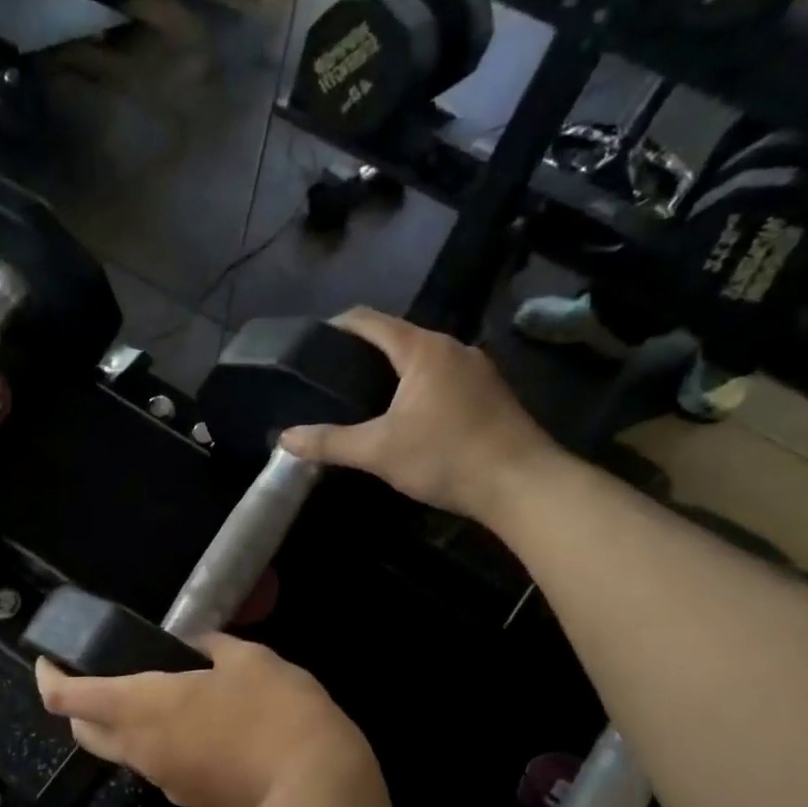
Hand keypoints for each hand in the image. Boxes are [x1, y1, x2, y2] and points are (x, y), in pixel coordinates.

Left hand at [34, 637, 376, 806]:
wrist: (318, 792)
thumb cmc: (274, 712)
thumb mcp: (248, 660)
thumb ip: (213, 647)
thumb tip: (197, 644)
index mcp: (141, 707)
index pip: (69, 699)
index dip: (49, 678)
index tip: (49, 662)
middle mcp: (141, 750)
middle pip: (86, 732)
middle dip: (80, 707)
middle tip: (100, 677)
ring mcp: (166, 782)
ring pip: (123, 753)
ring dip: (123, 726)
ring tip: (161, 696)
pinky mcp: (193, 802)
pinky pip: (160, 768)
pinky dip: (160, 745)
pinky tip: (199, 727)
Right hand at [279, 307, 559, 526]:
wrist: (523, 485)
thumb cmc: (446, 457)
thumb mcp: (378, 452)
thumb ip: (329, 442)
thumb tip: (284, 438)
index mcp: (423, 349)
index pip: (370, 321)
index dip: (336, 327)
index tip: (310, 346)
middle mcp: (452, 347)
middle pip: (397, 338)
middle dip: (361, 354)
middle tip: (330, 381)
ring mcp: (476, 369)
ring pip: (421, 360)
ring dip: (391, 374)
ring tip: (360, 400)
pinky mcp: (489, 393)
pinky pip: (442, 378)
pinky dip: (416, 388)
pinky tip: (404, 417)